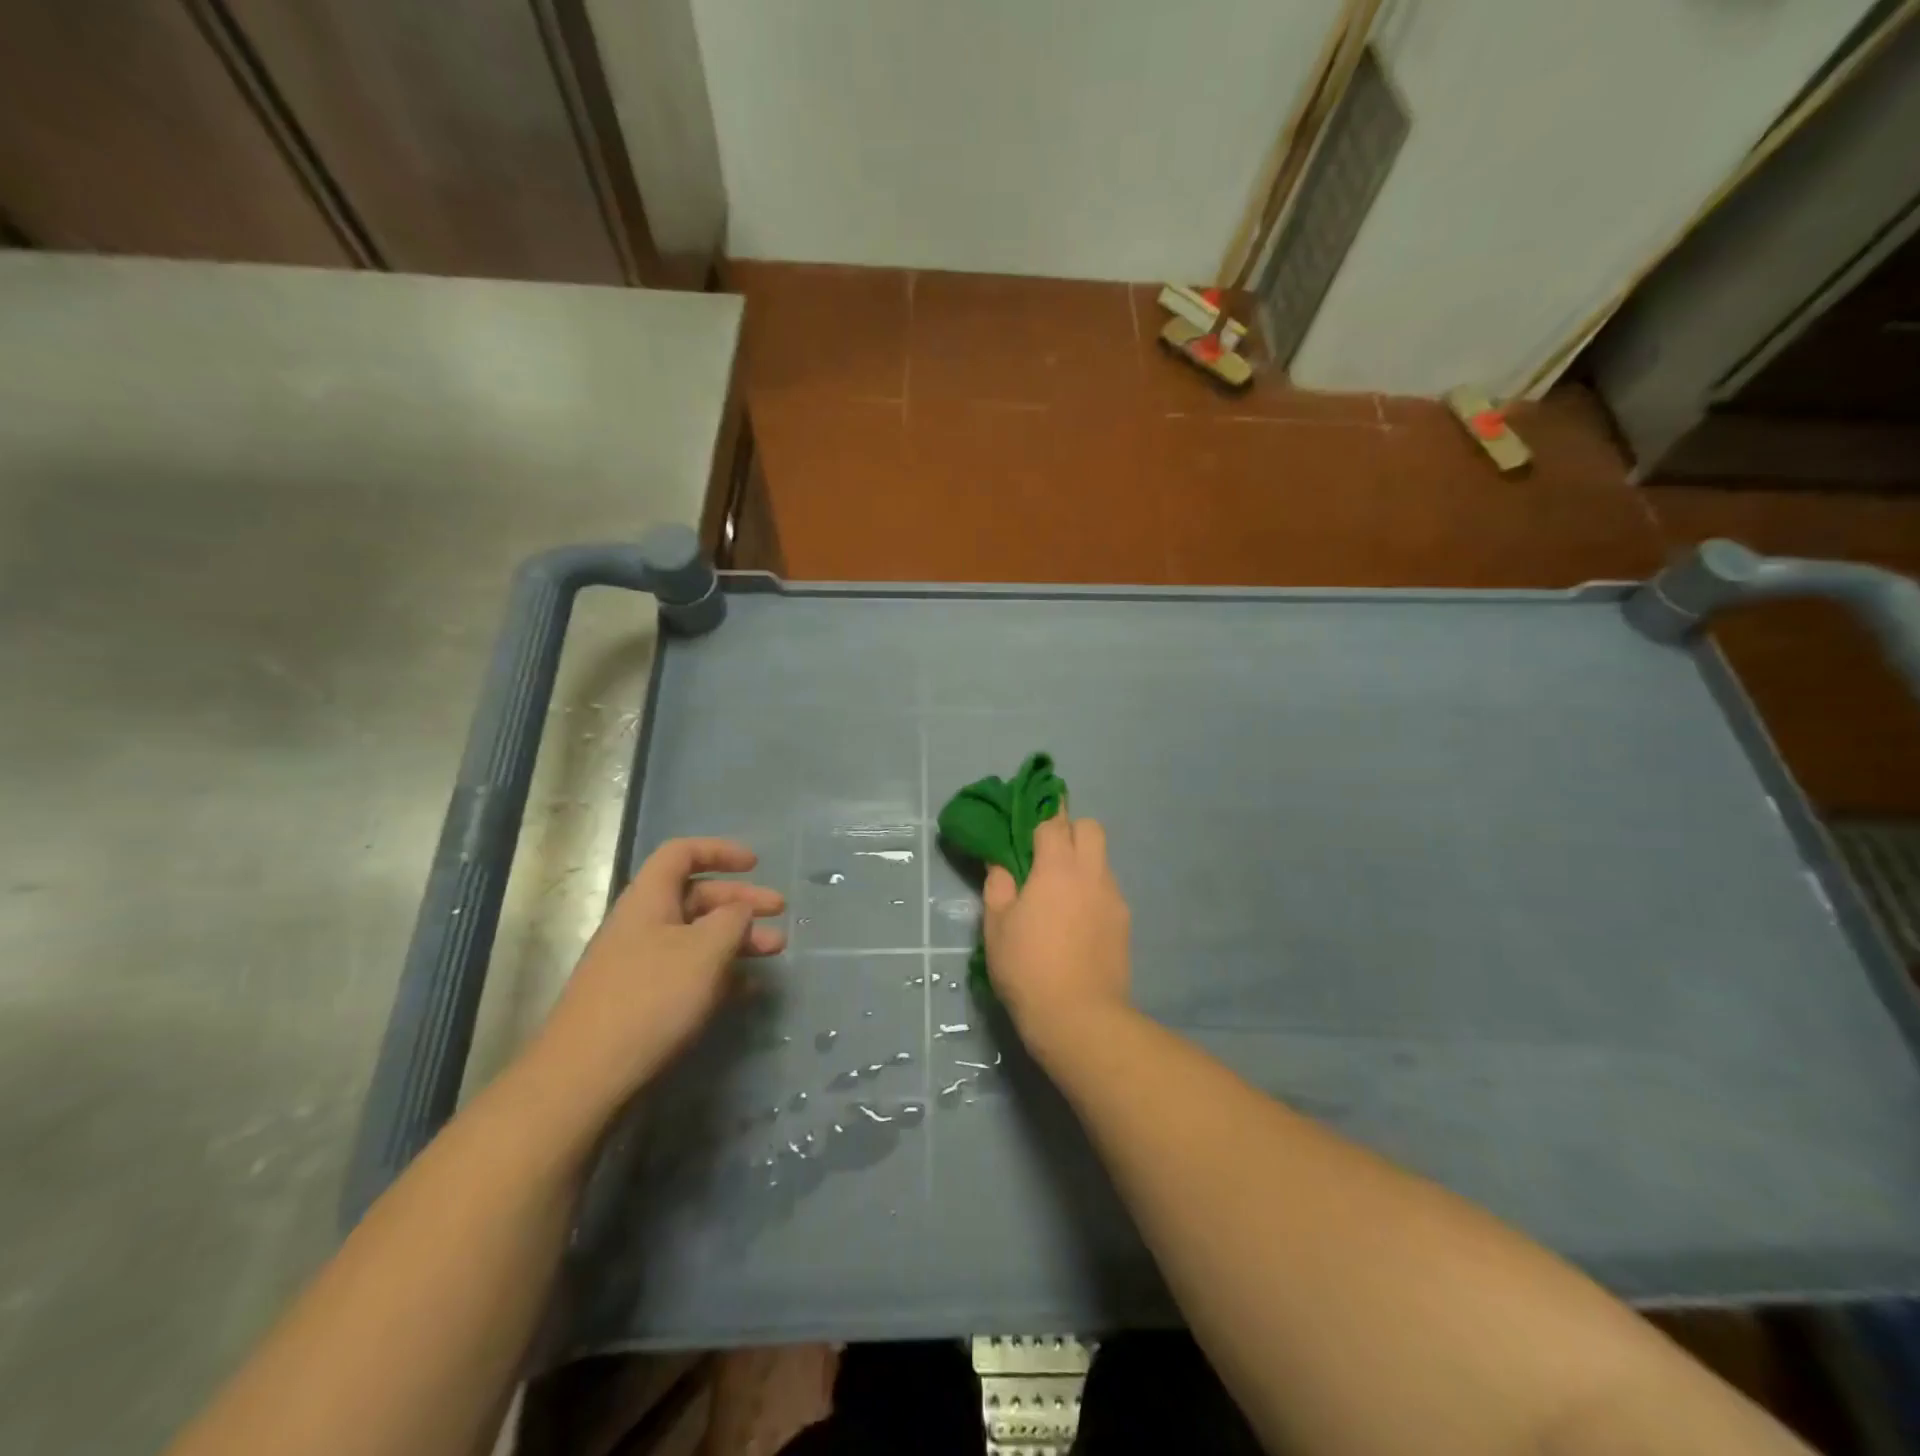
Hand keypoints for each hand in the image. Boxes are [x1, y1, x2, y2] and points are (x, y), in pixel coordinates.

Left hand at [531, 838, 785, 1109]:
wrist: (584, 1078)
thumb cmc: (650, 1000)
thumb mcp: (705, 951)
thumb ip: (732, 920)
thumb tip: (740, 910)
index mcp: (648, 900)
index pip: (681, 854)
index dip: (719, 851)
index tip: (755, 864)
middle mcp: (641, 925)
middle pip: (695, 896)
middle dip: (740, 901)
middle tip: (779, 914)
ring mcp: (638, 966)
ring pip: (695, 937)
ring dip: (736, 938)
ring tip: (774, 953)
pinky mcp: (640, 1002)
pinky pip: (687, 972)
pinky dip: (719, 972)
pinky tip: (745, 989)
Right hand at [982, 810, 1130, 1045]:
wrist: (1079, 1017)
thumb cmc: (1028, 967)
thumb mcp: (996, 926)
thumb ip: (998, 885)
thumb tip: (1001, 863)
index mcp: (1058, 868)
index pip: (1054, 822)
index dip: (1039, 817)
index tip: (1025, 825)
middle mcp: (1092, 873)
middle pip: (1090, 828)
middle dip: (1069, 831)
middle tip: (1045, 856)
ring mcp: (1113, 898)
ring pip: (1102, 860)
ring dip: (1082, 862)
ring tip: (1059, 894)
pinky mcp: (1125, 923)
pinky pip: (1107, 890)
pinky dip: (1092, 891)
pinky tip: (1076, 921)